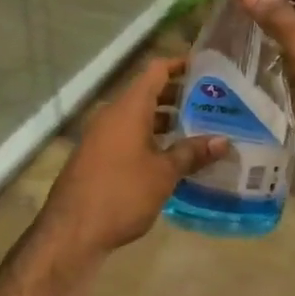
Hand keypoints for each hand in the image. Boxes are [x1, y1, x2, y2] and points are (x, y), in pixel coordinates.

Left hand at [40, 57, 228, 258]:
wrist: (71, 231)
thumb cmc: (122, 193)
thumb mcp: (163, 174)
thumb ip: (192, 153)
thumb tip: (223, 141)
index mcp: (129, 107)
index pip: (156, 70)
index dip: (179, 64)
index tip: (204, 67)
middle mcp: (113, 113)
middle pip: (148, 92)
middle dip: (178, 96)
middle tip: (210, 103)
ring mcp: (101, 134)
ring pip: (137, 116)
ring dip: (164, 120)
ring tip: (196, 130)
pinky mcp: (96, 155)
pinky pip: (127, 134)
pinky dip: (149, 137)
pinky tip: (169, 157)